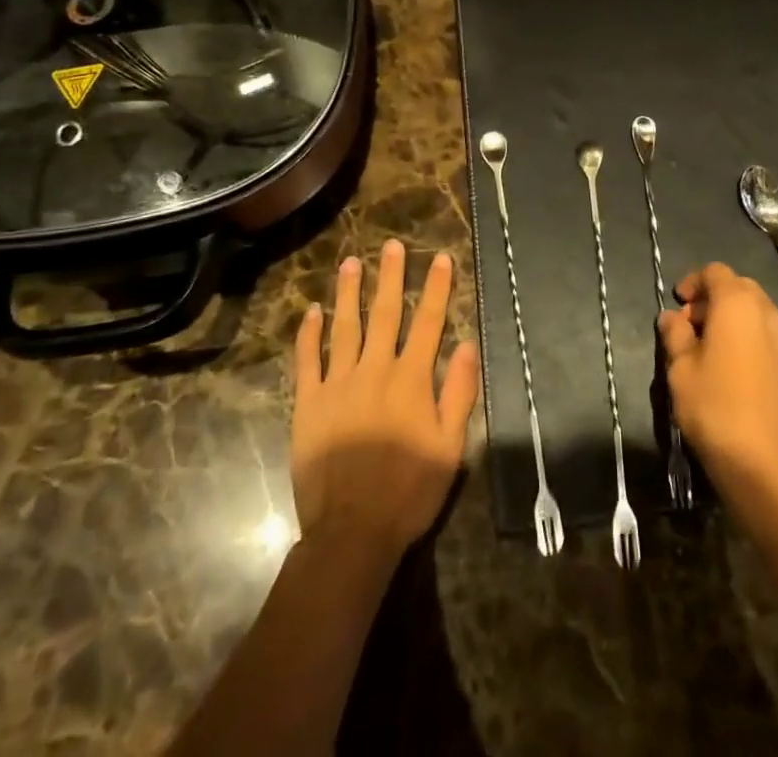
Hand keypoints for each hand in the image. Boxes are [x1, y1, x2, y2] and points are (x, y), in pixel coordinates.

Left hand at [291, 240, 479, 561]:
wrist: (351, 532)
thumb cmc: (409, 491)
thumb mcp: (450, 446)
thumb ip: (460, 392)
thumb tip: (469, 344)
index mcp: (411, 379)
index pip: (428, 322)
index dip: (436, 288)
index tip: (441, 258)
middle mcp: (375, 370)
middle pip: (385, 314)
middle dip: (391, 277)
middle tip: (391, 245)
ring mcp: (338, 384)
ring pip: (344, 327)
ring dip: (349, 293)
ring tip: (351, 263)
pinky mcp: (309, 403)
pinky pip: (307, 360)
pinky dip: (309, 334)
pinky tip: (312, 312)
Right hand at [658, 262, 777, 503]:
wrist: (764, 466)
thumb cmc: (714, 407)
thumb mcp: (680, 368)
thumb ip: (675, 334)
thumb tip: (672, 317)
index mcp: (738, 304)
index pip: (715, 272)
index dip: (693, 282)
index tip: (677, 305)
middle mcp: (767, 313)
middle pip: (738, 287)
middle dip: (711, 298)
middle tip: (688, 325)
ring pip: (754, 311)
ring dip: (729, 317)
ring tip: (706, 347)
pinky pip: (765, 334)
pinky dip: (745, 335)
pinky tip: (728, 366)